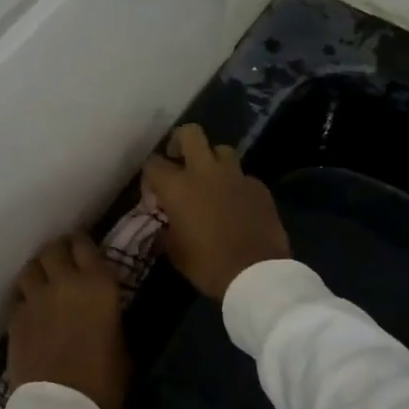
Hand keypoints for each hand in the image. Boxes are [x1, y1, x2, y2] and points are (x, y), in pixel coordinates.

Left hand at [6, 235, 129, 408]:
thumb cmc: (104, 383)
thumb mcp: (123, 346)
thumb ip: (111, 317)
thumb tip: (105, 310)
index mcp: (98, 285)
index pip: (85, 245)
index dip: (83, 244)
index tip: (83, 249)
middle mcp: (65, 282)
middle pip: (54, 248)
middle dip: (58, 250)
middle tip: (63, 260)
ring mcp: (36, 298)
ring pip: (31, 267)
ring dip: (38, 270)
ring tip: (43, 280)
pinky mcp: (15, 318)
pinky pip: (18, 296)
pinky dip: (25, 298)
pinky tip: (30, 308)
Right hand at [142, 124, 290, 299]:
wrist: (256, 275)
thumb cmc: (208, 265)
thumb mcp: (175, 252)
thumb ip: (166, 229)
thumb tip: (166, 222)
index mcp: (178, 187)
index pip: (153, 163)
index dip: (150, 176)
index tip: (154, 192)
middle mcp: (205, 171)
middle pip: (190, 133)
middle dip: (181, 142)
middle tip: (179, 160)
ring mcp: (235, 176)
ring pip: (221, 149)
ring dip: (213, 161)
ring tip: (212, 181)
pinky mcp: (258, 186)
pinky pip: (243, 176)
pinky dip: (236, 185)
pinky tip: (237, 204)